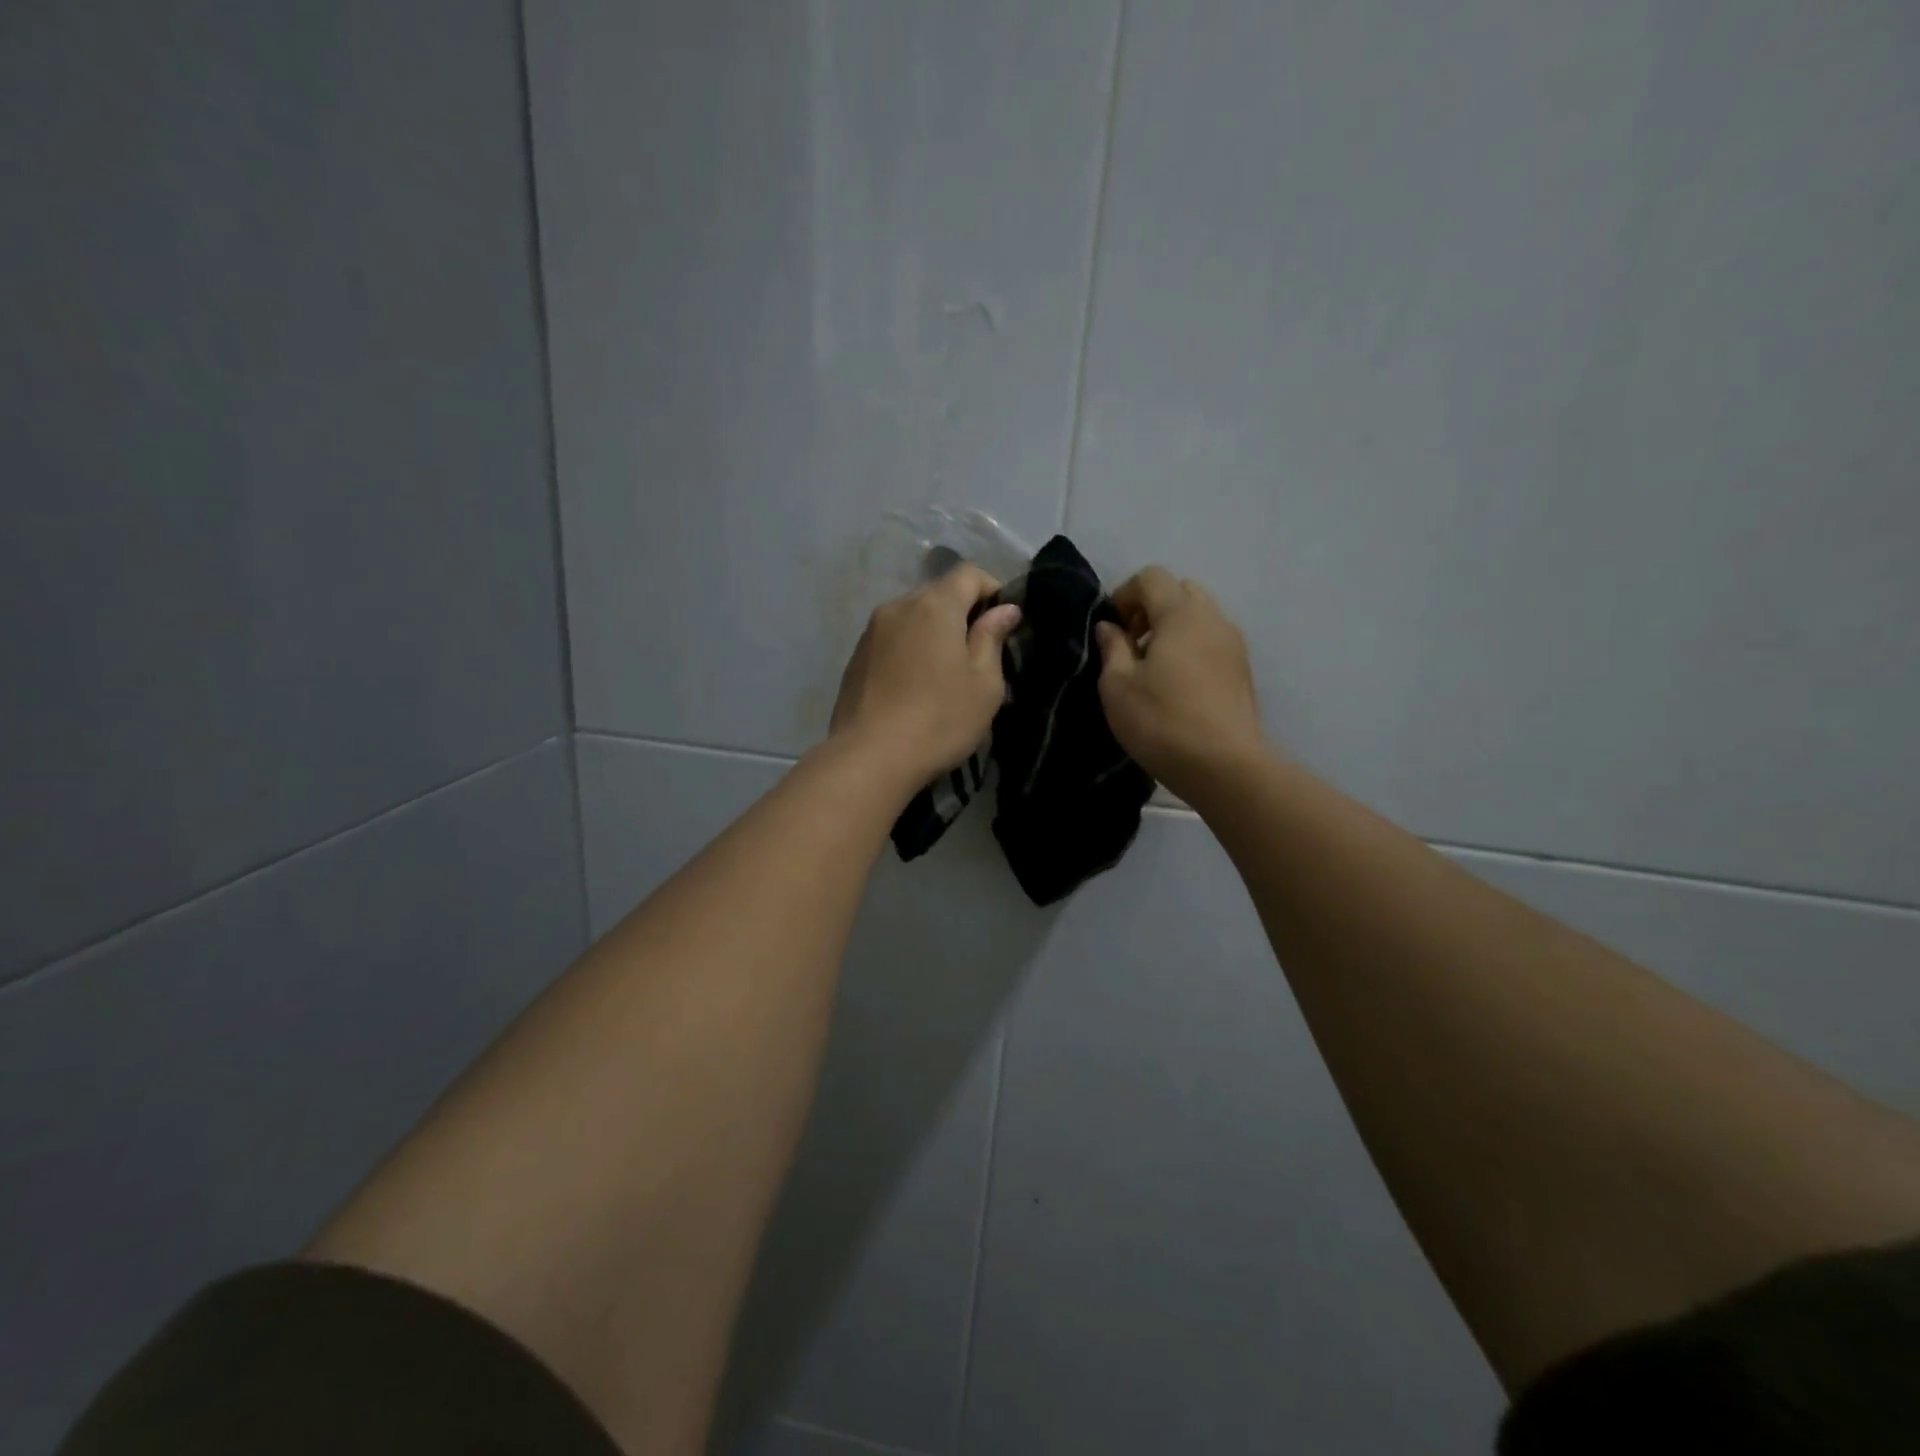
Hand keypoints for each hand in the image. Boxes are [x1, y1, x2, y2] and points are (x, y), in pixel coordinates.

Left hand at [829, 563, 1022, 788]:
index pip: (969, 573)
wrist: (870, 758)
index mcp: (934, 605)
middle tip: (977, 655)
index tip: (1003, 625)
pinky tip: (914, 687)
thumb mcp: (984, 684)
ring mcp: (871, 632)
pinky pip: (892, 640)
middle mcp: (898, 606)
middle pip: (938, 593)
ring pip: (913, 617)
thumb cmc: (940, 719)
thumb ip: (992, 638)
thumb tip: (1004, 609)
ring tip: (944, 674)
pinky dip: (909, 650)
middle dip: (962, 613)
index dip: (992, 591)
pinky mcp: (855, 658)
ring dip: (933, 634)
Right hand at [1094, 566, 1265, 798]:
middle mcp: (1213, 618)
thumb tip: (1109, 626)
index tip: (1111, 630)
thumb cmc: (1161, 720)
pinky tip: (1176, 686)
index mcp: (1181, 613)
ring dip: (1173, 629)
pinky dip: (1191, 648)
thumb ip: (1112, 647)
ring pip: (1200, 617)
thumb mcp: (1118, 685)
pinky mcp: (1243, 671)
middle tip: (1132, 644)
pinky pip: (1212, 642)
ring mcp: (1234, 644)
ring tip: (1153, 669)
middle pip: (1180, 591)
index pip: (1151, 577)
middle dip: (1152, 608)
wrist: (1224, 765)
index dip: (1124, 595)